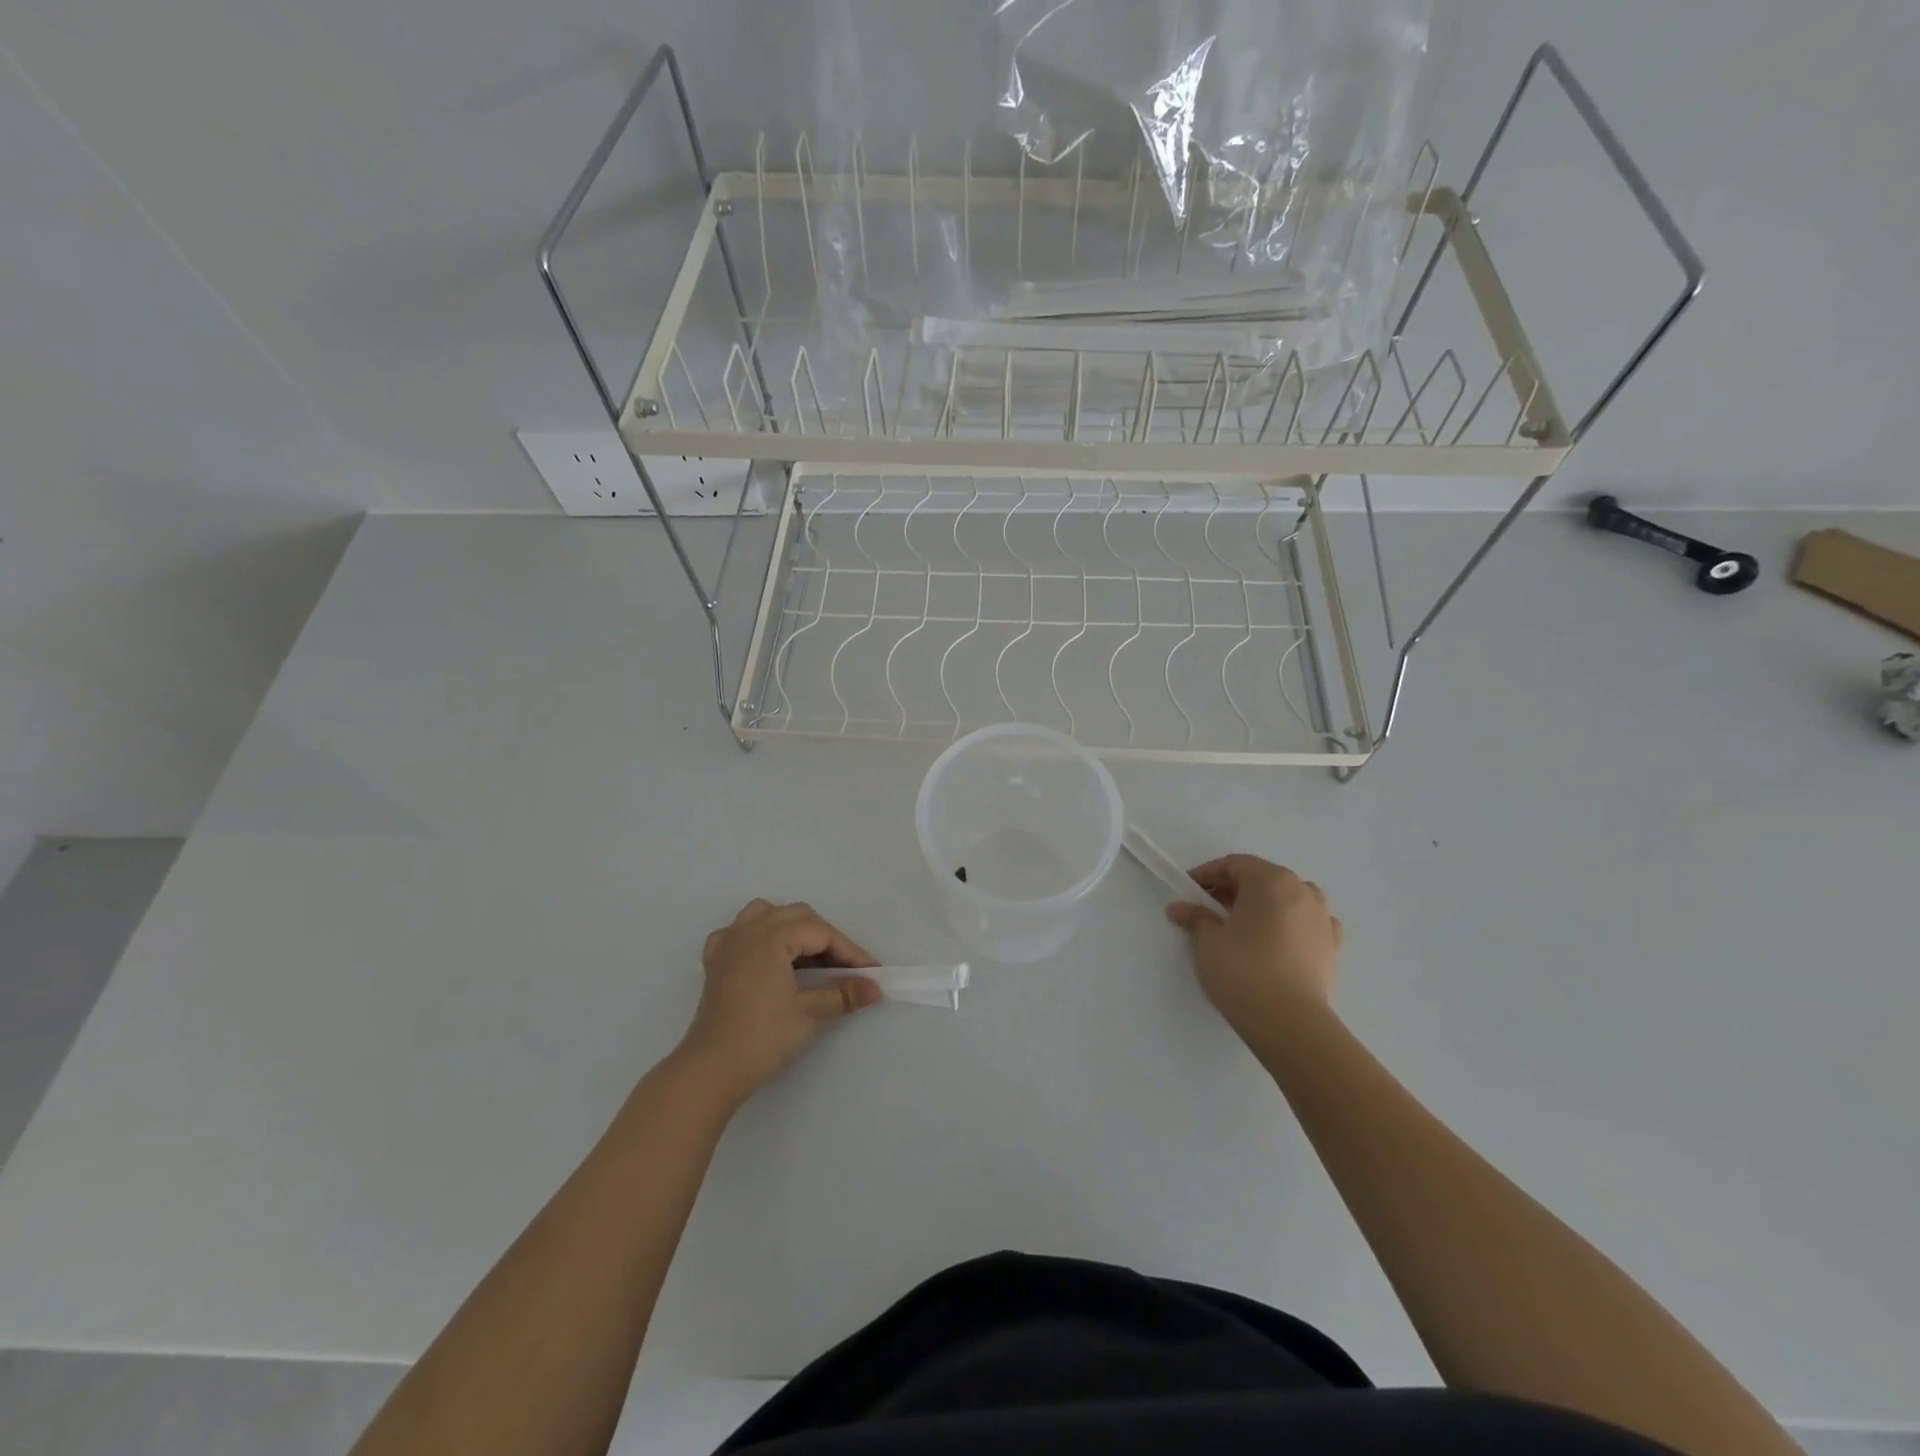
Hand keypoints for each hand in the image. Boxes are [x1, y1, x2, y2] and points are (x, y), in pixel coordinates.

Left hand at [680, 899, 881, 1106]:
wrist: (711, 1070)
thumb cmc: (763, 1038)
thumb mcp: (810, 1014)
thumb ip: (844, 994)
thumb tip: (876, 987)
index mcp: (772, 937)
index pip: (821, 933)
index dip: (850, 952)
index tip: (871, 972)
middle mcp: (748, 930)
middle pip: (797, 916)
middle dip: (826, 937)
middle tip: (846, 967)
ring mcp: (728, 944)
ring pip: (765, 914)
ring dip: (791, 927)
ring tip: (809, 953)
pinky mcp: (715, 963)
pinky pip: (738, 932)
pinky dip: (756, 936)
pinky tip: (765, 955)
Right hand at [1166, 855, 1342, 1049]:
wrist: (1290, 1023)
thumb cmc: (1243, 971)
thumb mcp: (1207, 941)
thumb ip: (1195, 917)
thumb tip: (1180, 907)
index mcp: (1270, 880)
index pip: (1234, 865)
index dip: (1208, 874)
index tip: (1188, 890)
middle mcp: (1302, 890)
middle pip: (1263, 878)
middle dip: (1235, 889)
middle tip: (1209, 908)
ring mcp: (1322, 918)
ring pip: (1289, 898)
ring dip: (1265, 904)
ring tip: (1244, 925)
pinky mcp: (1332, 946)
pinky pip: (1308, 923)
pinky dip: (1291, 924)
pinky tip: (1278, 940)